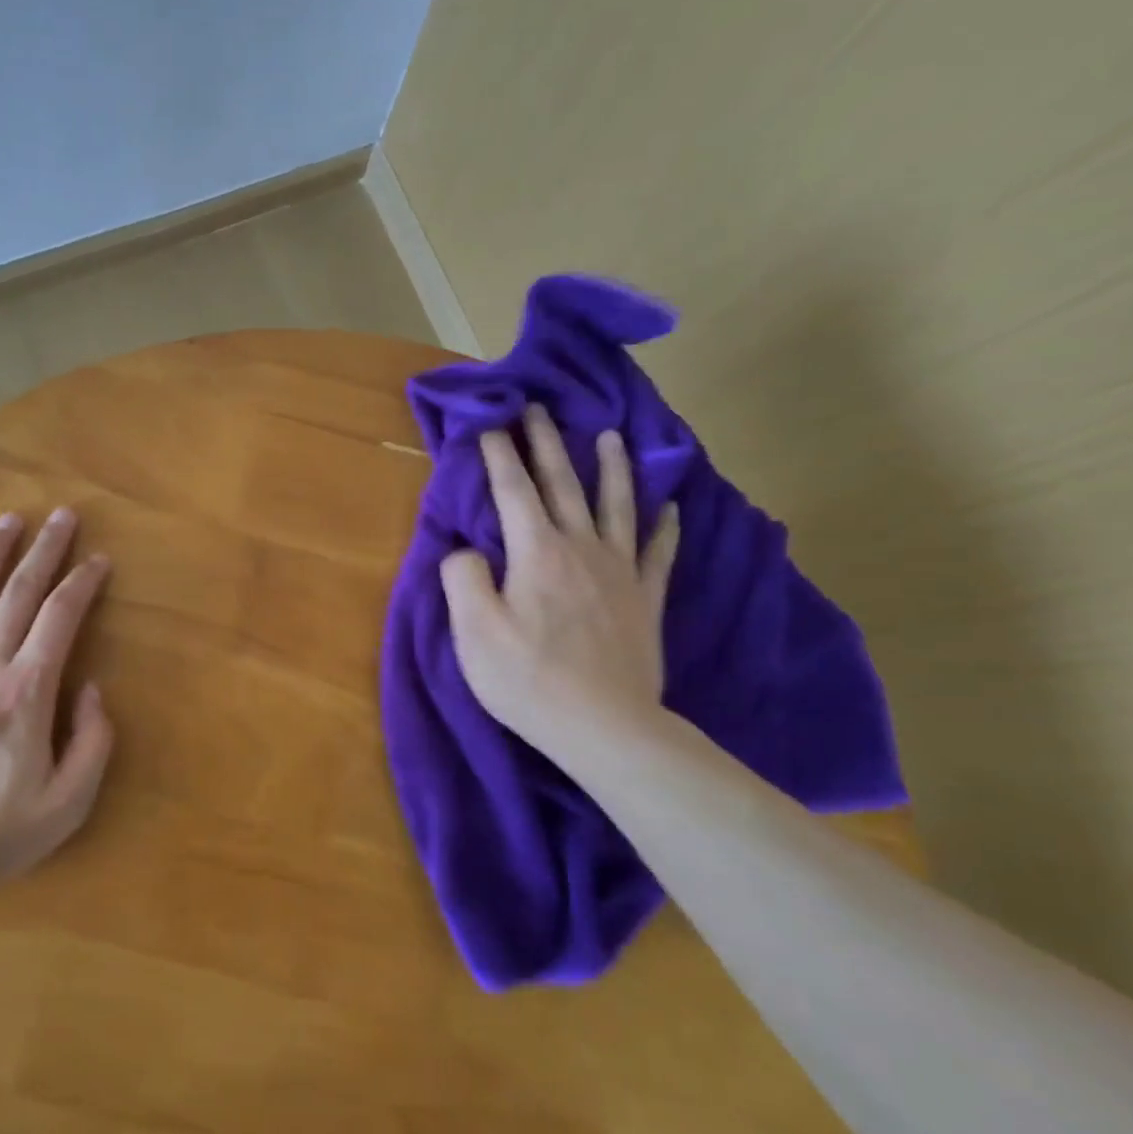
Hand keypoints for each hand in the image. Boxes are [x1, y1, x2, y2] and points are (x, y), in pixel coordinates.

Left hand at [0, 508, 113, 885]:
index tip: (99, 560)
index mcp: (27, 691)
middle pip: (19, 592)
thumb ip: (93, 741)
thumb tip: (91, 688)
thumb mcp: (69, 802)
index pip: (61, 617)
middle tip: (62, 516)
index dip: (83, 583)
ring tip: (10, 520)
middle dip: (45, 549)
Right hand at [439, 404, 679, 755]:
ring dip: (610, 468)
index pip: (512, 491)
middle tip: (538, 408)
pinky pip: (658, 550)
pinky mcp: (645, 599)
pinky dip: (663, 524)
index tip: (489, 423)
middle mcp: (581, 548)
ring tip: (608, 436)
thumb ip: (463, 578)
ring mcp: (619, 571)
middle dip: (547, 443)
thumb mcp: (473, 631)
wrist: (604, 725)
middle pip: (563, 485)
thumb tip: (467, 550)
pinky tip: (669, 506)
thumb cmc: (526, 678)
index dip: (498, 454)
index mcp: (536, 552)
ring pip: (616, 505)